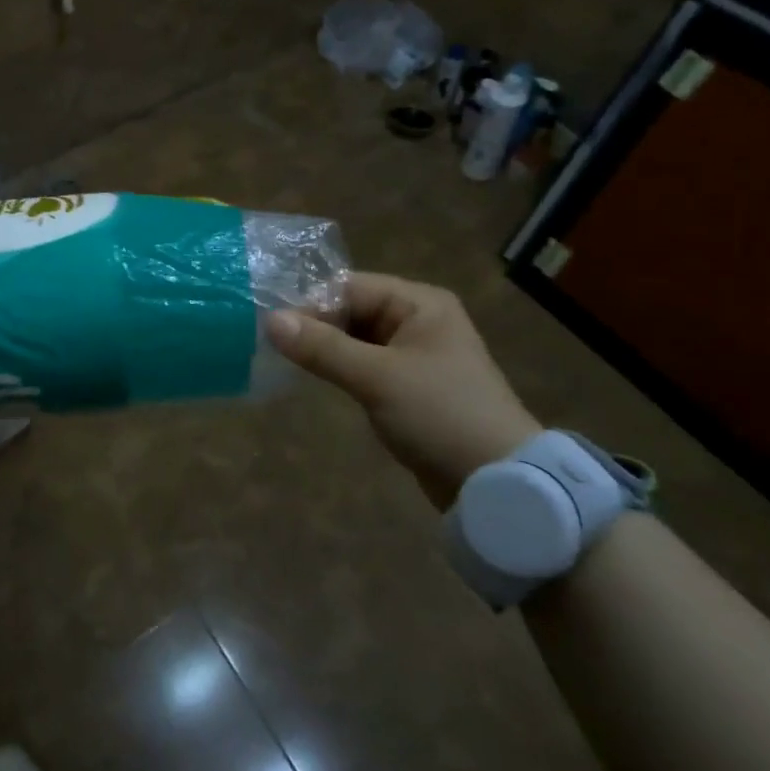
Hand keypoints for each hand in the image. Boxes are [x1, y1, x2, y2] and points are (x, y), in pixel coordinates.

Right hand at [264, 273, 539, 508]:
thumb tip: (269, 320)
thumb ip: (322, 347)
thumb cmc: (440, 414)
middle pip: (352, 310)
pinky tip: (316, 379)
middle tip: (274, 347)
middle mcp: (419, 320)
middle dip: (316, 327)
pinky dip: (342, 369)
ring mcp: (415, 354)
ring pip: (356, 339)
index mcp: (419, 303)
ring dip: (326, 349)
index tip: (274, 328)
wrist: (499, 483)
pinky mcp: (410, 386)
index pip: (350, 287)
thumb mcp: (377, 377)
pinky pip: (366, 365)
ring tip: (287, 361)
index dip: (312, 304)